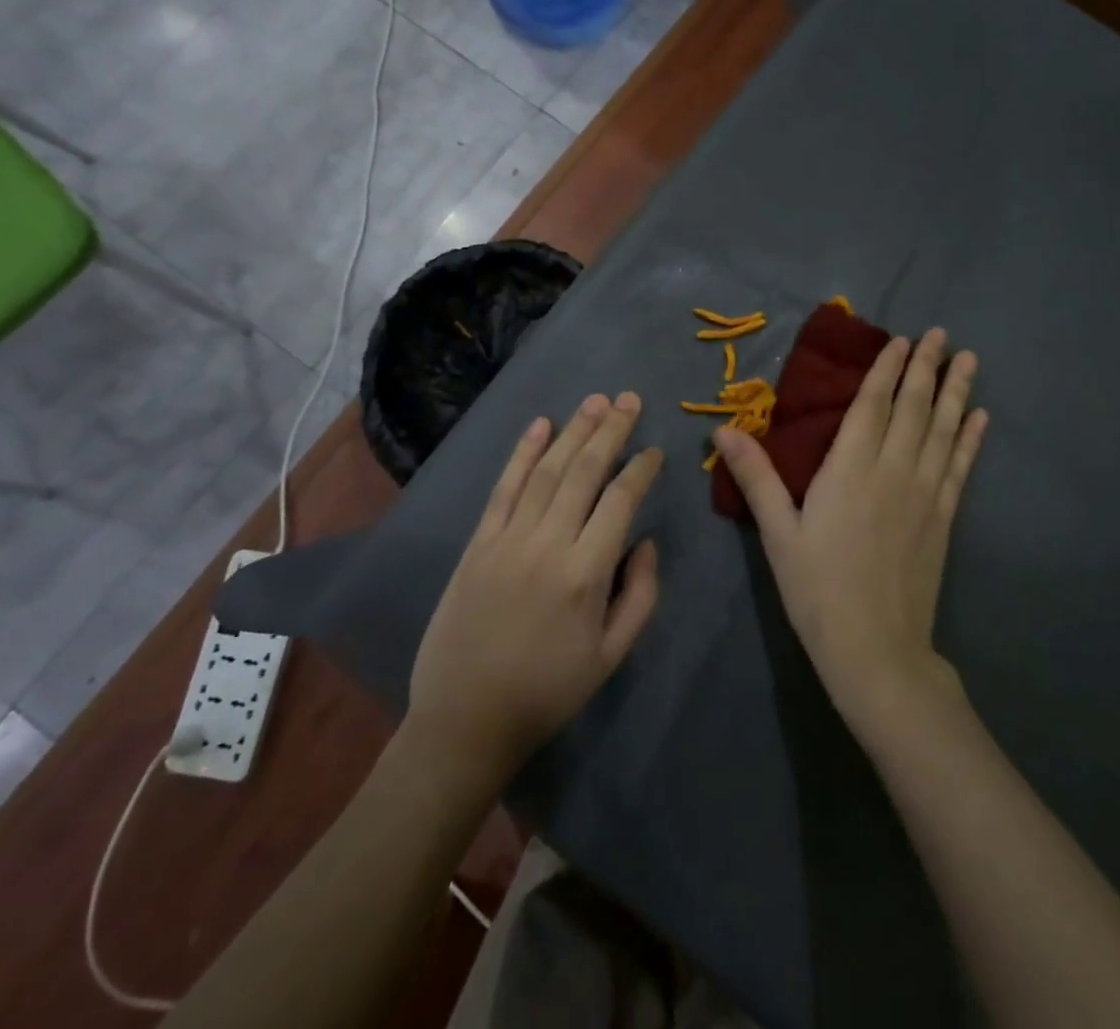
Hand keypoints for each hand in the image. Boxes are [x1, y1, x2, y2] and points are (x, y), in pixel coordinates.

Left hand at [408, 393, 662, 789]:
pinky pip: (503, 488)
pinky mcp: (478, 543)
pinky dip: (522, 453)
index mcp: (585, 574)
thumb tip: (647, 542)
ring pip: (545, 471)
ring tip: (596, 401)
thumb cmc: (548, 692)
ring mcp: (507, 539)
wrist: (465, 720)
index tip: (654, 450)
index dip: (640, 470)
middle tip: (629, 399)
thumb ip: (640, 595)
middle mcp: (547, 544)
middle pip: (583, 472)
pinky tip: (540, 426)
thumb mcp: (611, 657)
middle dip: (610, 431)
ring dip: (573, 431)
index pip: (620, 502)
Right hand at [713, 329, 987, 728]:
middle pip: (913, 408)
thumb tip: (723, 430)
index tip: (899, 340)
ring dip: (955, 391)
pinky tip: (980, 417)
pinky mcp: (943, 518)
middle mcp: (893, 471)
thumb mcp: (778, 533)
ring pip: (942, 430)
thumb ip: (756, 478)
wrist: (875, 649)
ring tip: (968, 359)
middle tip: (940, 333)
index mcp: (850, 470)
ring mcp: (924, 494)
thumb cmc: (817, 589)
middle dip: (926, 367)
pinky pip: (960, 467)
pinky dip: (970, 439)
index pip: (872, 406)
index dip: (885, 370)